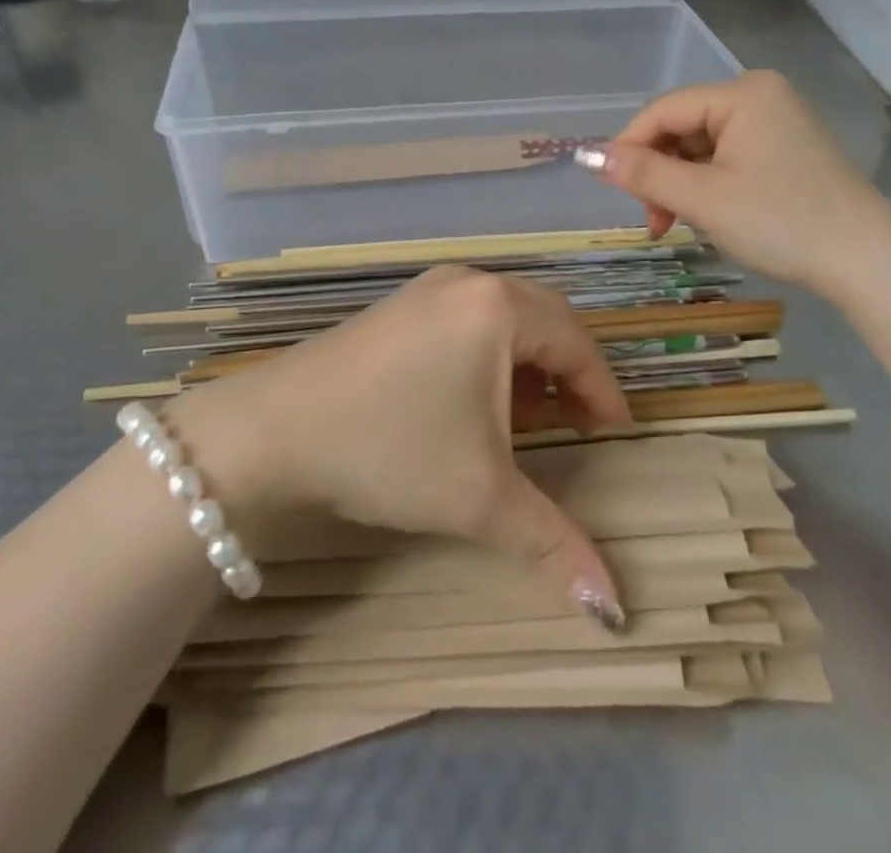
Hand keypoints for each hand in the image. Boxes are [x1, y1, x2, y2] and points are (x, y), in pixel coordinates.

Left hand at [171, 266, 631, 626]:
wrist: (272, 430)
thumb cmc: (389, 449)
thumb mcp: (479, 497)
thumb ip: (554, 544)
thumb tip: (614, 606)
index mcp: (498, 307)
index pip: (577, 343)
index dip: (604, 391)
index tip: (617, 434)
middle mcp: (469, 282)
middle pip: (545, 320)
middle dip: (569, 372)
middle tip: (580, 424)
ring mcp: (428, 289)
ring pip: (504, 317)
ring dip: (527, 364)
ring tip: (527, 418)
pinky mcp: (399, 306)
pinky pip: (467, 319)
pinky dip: (488, 355)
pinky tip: (473, 401)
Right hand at [585, 70, 889, 300]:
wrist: (868, 262)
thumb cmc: (781, 222)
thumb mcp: (703, 199)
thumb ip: (643, 174)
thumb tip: (588, 157)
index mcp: (742, 93)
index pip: (663, 110)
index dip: (628, 146)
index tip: (610, 189)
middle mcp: (760, 95)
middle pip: (683, 127)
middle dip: (660, 174)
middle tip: (655, 222)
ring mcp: (777, 121)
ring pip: (702, 146)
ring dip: (681, 185)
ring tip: (679, 225)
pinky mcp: (786, 148)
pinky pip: (728, 157)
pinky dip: (708, 186)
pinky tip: (709, 215)